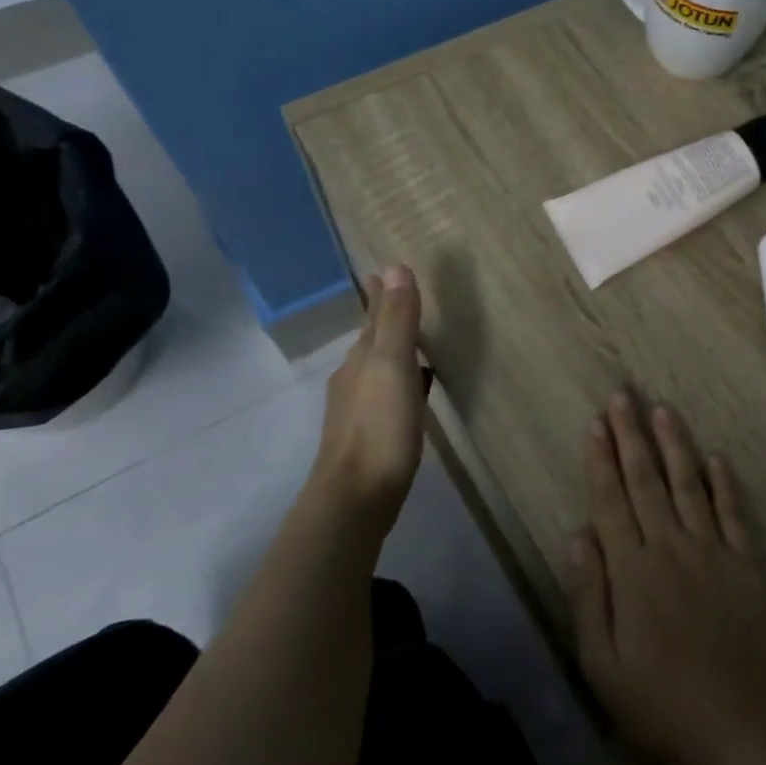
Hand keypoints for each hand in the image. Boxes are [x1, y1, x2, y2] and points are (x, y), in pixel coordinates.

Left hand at [308, 264, 426, 536]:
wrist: (355, 497)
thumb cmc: (379, 428)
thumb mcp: (393, 366)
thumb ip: (396, 320)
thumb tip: (394, 266)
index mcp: (362, 359)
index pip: (374, 317)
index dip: (381, 295)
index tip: (380, 272)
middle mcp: (354, 378)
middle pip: (371, 340)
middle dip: (381, 318)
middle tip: (393, 296)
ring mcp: (357, 409)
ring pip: (376, 368)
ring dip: (390, 350)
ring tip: (408, 341)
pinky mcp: (368, 436)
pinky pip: (385, 395)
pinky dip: (399, 382)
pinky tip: (411, 393)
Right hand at [564, 392, 765, 764]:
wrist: (747, 727)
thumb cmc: (664, 705)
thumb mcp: (604, 666)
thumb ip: (588, 596)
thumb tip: (576, 535)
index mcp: (633, 570)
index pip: (611, 501)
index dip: (601, 460)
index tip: (594, 423)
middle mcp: (671, 546)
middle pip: (646, 481)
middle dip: (631, 435)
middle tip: (622, 395)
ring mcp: (714, 550)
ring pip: (688, 484)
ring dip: (674, 444)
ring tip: (662, 409)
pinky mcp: (747, 563)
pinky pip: (733, 512)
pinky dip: (724, 483)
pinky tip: (716, 457)